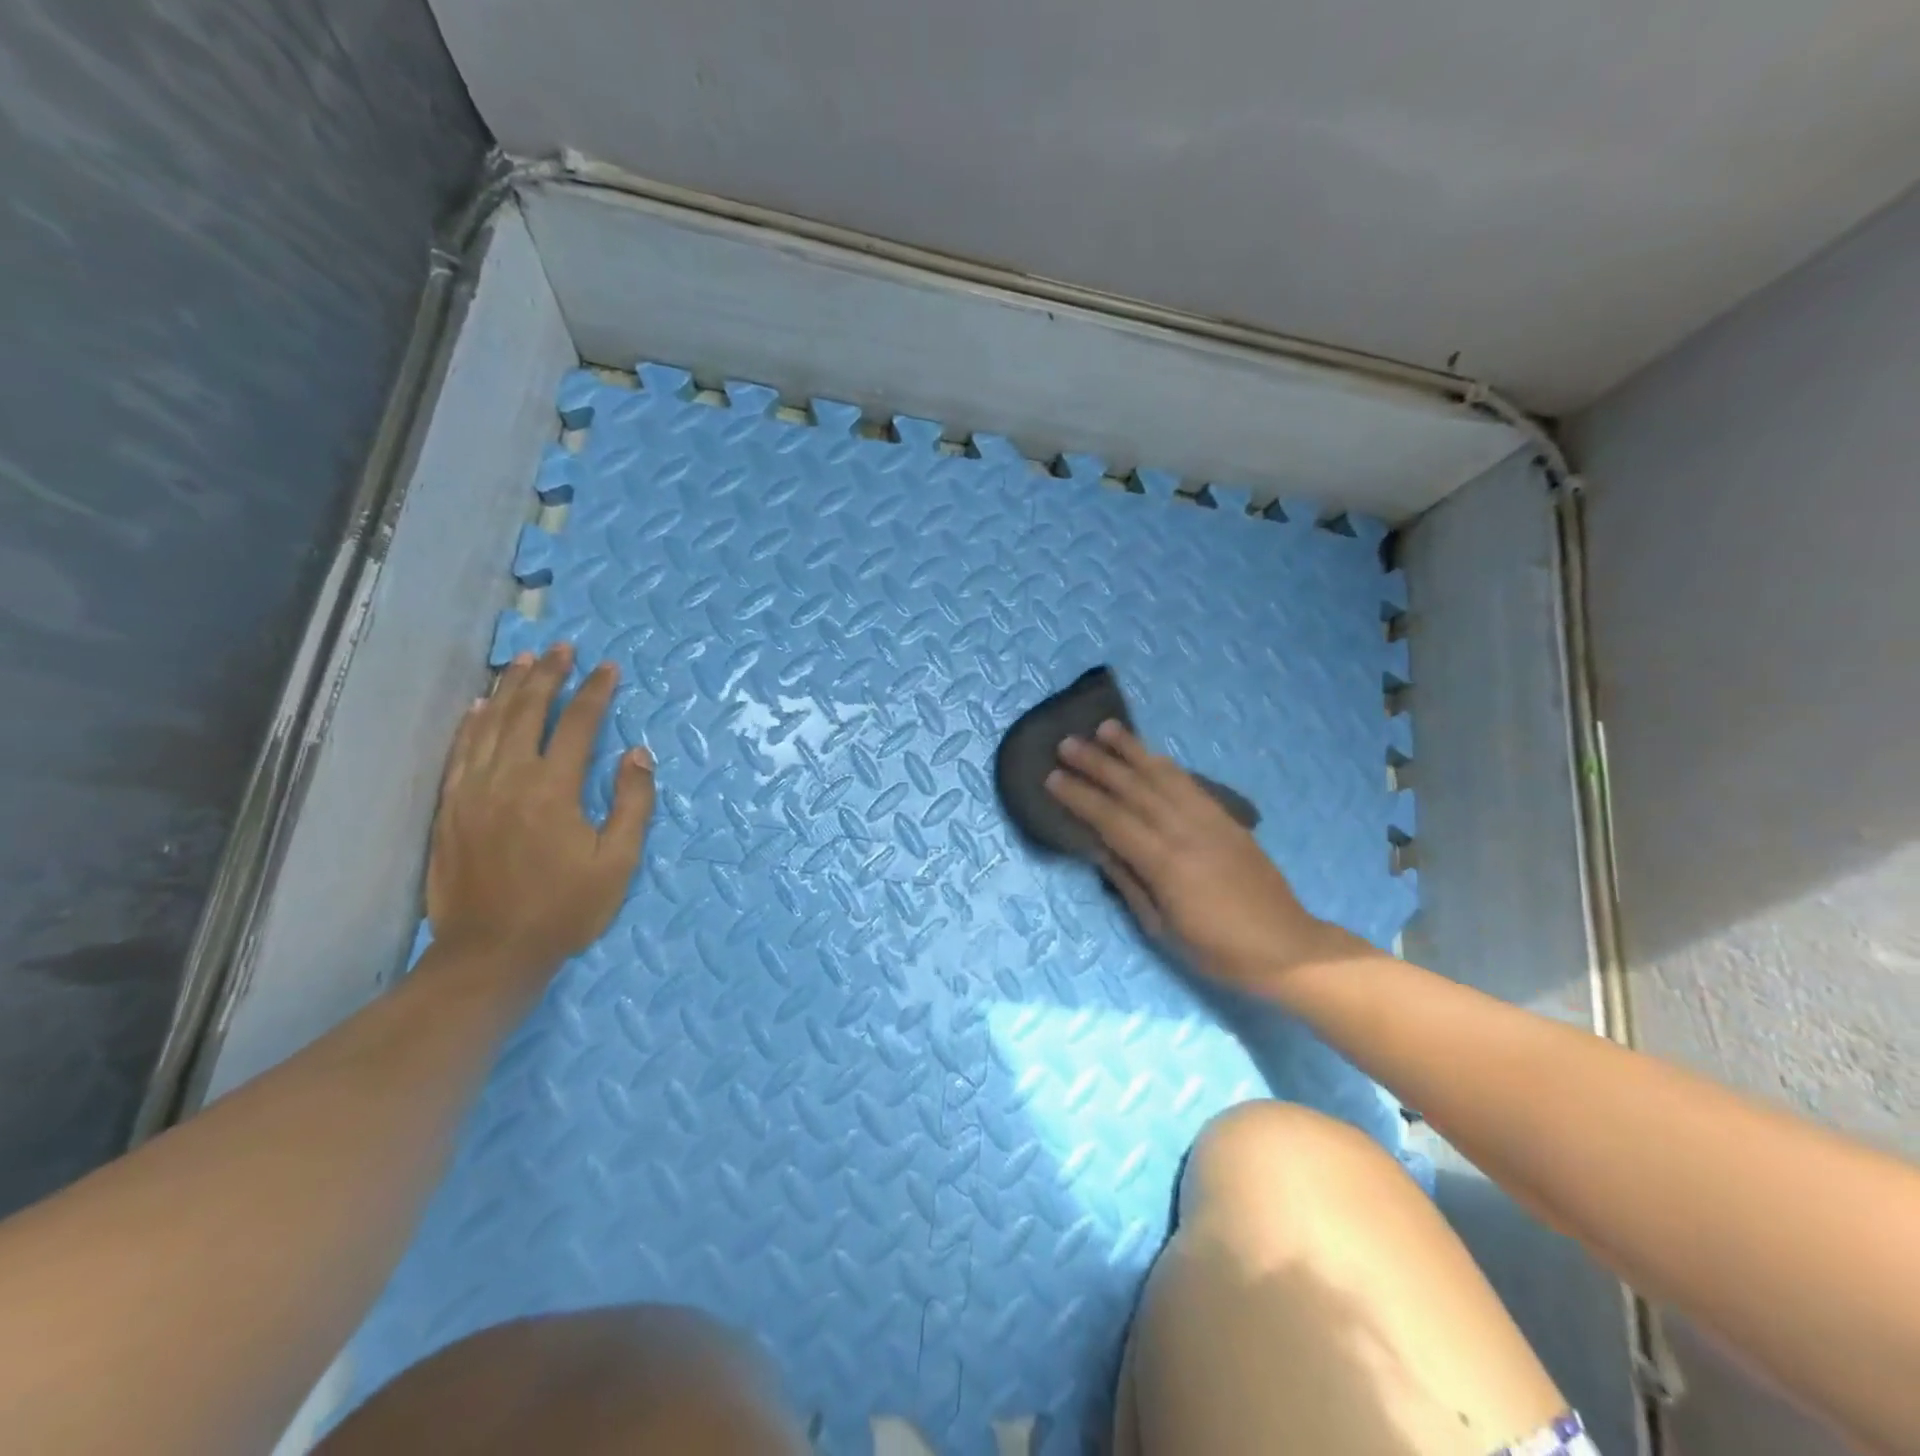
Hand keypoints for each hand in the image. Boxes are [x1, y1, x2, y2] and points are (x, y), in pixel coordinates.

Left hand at [427, 644, 655, 983]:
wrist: (490, 953)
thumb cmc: (565, 909)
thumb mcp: (617, 862)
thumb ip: (632, 803)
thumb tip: (639, 753)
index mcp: (552, 789)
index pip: (577, 725)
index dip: (595, 693)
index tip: (609, 668)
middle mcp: (507, 779)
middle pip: (527, 712)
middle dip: (548, 675)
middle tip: (562, 647)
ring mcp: (471, 791)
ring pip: (489, 724)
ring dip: (509, 688)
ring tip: (525, 660)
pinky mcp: (449, 808)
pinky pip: (459, 751)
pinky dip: (470, 723)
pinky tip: (479, 705)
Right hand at [1046, 721, 1360, 990]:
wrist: (1285, 947)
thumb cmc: (1216, 950)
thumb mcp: (1162, 927)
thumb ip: (1129, 882)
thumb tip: (1098, 847)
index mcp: (1164, 863)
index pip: (1111, 819)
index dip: (1080, 797)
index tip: (1052, 777)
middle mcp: (1185, 831)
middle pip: (1133, 788)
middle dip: (1097, 763)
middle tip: (1067, 743)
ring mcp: (1209, 820)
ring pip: (1163, 775)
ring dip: (1132, 750)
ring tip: (1105, 727)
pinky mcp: (1227, 818)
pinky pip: (1190, 782)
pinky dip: (1165, 764)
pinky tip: (1149, 753)